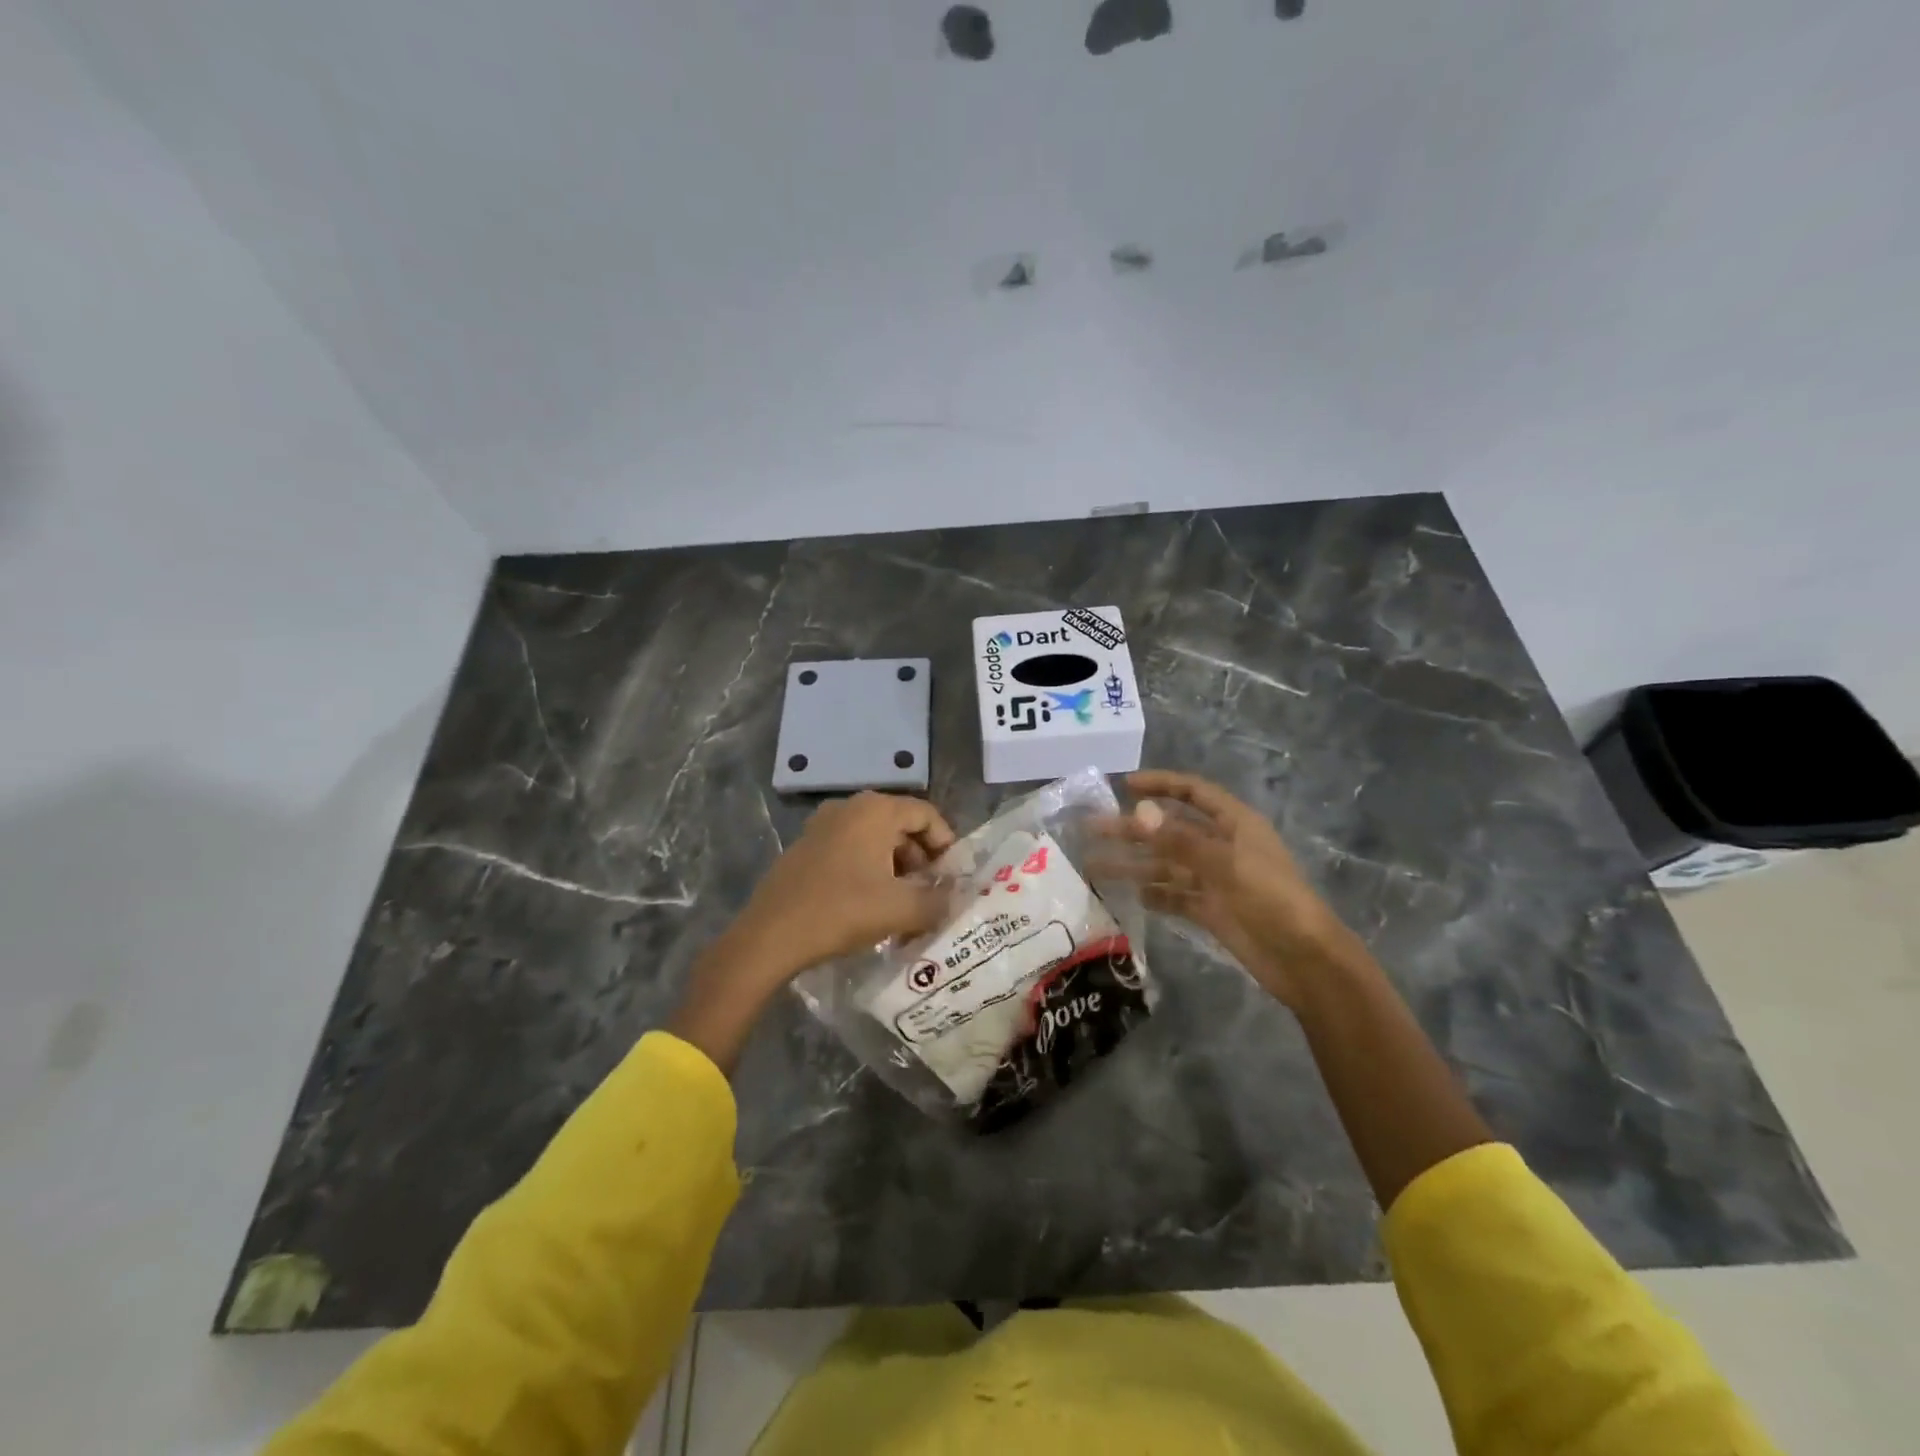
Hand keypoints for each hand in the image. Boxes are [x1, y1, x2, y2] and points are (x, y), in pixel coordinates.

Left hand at [731, 790, 956, 976]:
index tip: (951, 877)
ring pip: (875, 839)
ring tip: (902, 903)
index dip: (946, 844)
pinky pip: (850, 849)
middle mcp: (849, 807)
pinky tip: (869, 903)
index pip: (926, 814)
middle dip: (921, 859)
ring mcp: (822, 825)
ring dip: (895, 866)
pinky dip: (869, 869)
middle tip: (929, 893)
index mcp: (875, 810)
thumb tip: (955, 897)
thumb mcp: (901, 909)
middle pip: (900, 825)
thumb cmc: (842, 911)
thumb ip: (938, 901)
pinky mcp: (806, 847)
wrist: (770, 935)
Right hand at [1105, 770, 1362, 1009]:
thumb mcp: (1226, 864)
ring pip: (1166, 865)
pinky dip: (1154, 894)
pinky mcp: (1211, 910)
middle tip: (1092, 828)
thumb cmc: (1272, 900)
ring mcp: (1215, 880)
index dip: (1160, 784)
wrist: (1305, 960)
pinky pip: (1175, 896)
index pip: (1193, 793)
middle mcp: (1222, 846)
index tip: (1124, 786)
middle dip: (1132, 829)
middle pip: (1170, 830)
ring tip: (1093, 866)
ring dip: (1133, 864)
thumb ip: (1179, 840)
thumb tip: (1137, 813)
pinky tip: (1130, 895)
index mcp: (1234, 824)